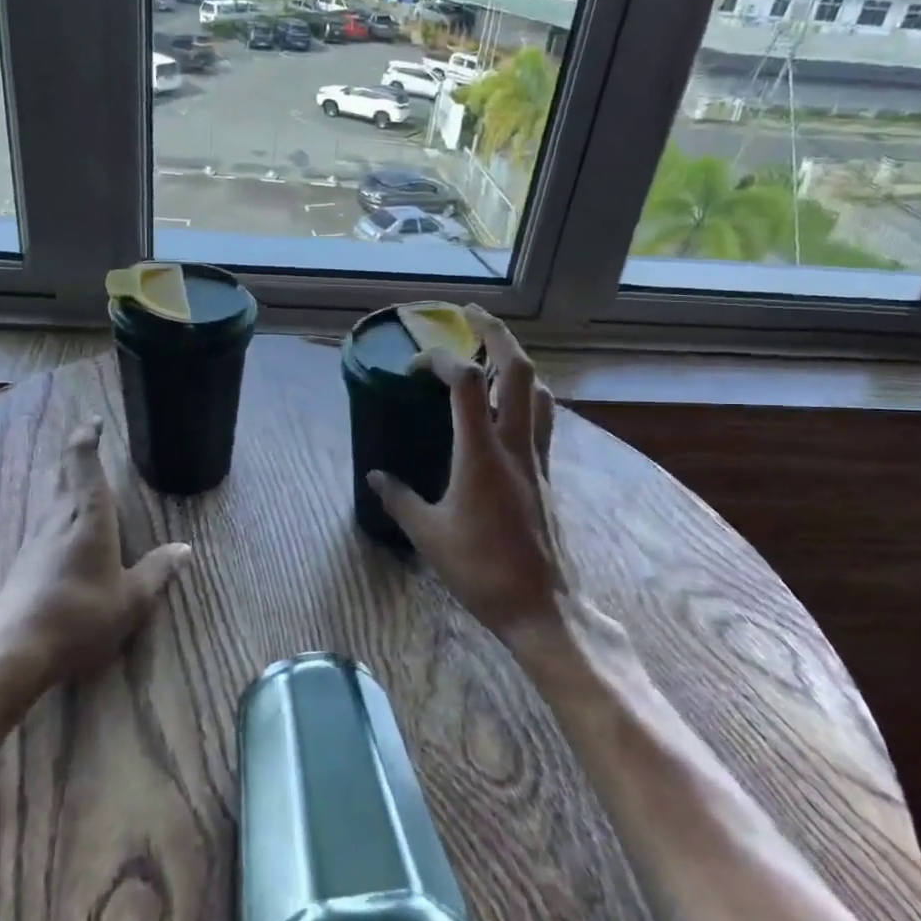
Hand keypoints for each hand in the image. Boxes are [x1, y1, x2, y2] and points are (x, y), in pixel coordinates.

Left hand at [0, 419, 190, 694]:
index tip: (94, 422)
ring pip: (51, 497)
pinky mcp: (23, 563)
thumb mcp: (131, 599)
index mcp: (88, 516)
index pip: (83, 463)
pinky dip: (59, 507)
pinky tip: (64, 525)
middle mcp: (58, 519)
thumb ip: (157, 571)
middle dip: (76, 454)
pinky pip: (45, 520)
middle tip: (88, 439)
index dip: (87, 438)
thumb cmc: (80, 615)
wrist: (13, 651)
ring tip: (80, 476)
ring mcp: (36, 541)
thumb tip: (184, 549)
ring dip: (65, 479)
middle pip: (63, 474)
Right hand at [367, 306, 571, 652]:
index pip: (468, 382)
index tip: (417, 364)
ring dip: (518, 362)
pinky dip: (527, 397)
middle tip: (472, 314)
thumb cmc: (480, 570)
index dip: (442, 359)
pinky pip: (543, 419)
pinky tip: (510, 407)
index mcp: (482, 453)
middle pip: (518, 370)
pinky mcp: (546, 474)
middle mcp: (516, 444)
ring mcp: (537, 458)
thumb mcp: (428, 534)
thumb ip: (398, 498)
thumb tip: (374, 476)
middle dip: (497, 333)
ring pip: (540, 391)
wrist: (542, 606)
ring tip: (494, 352)